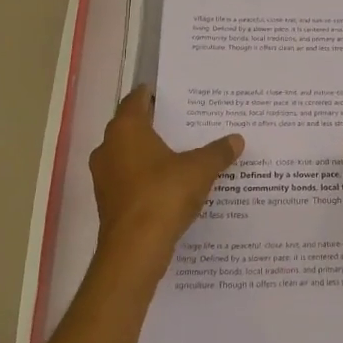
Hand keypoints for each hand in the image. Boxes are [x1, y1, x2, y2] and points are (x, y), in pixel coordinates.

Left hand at [89, 86, 243, 265]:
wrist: (135, 250)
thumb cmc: (163, 195)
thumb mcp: (200, 169)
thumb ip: (218, 152)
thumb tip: (237, 139)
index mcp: (126, 129)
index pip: (136, 100)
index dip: (152, 94)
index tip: (170, 93)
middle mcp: (108, 148)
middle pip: (131, 127)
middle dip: (154, 124)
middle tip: (182, 121)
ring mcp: (105, 177)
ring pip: (128, 155)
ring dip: (149, 153)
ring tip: (180, 152)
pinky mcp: (108, 202)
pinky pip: (129, 179)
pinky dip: (146, 176)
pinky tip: (170, 183)